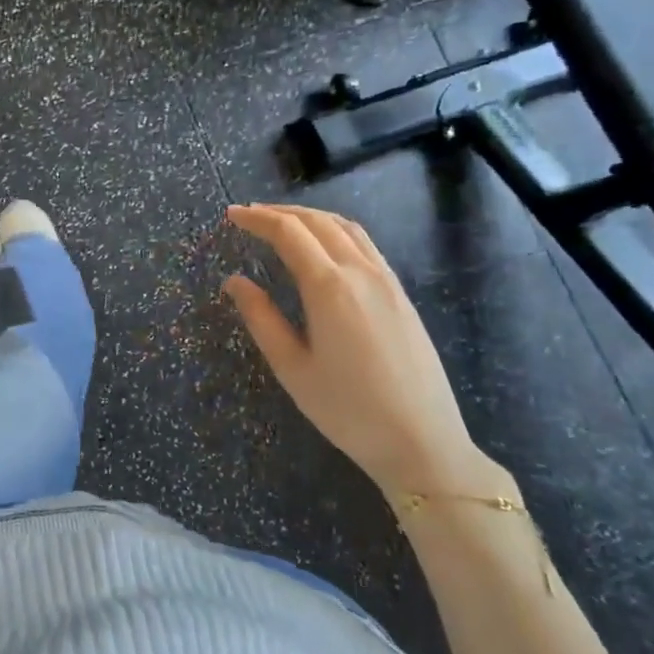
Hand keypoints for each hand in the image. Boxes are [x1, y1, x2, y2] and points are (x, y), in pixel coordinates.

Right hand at [224, 203, 497, 504]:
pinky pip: (365, 244)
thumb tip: (235, 281)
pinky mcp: (401, 295)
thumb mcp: (292, 367)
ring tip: (283, 222)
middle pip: (318, 222)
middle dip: (281, 212)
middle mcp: (361, 272)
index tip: (231, 215)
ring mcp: (387, 281)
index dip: (257, 220)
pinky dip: (336, 230)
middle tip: (249, 215)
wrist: (422, 442)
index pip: (288, 233)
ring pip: (347, 227)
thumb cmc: (348, 410)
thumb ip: (261, 318)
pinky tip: (325, 246)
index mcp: (329, 287)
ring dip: (311, 216)